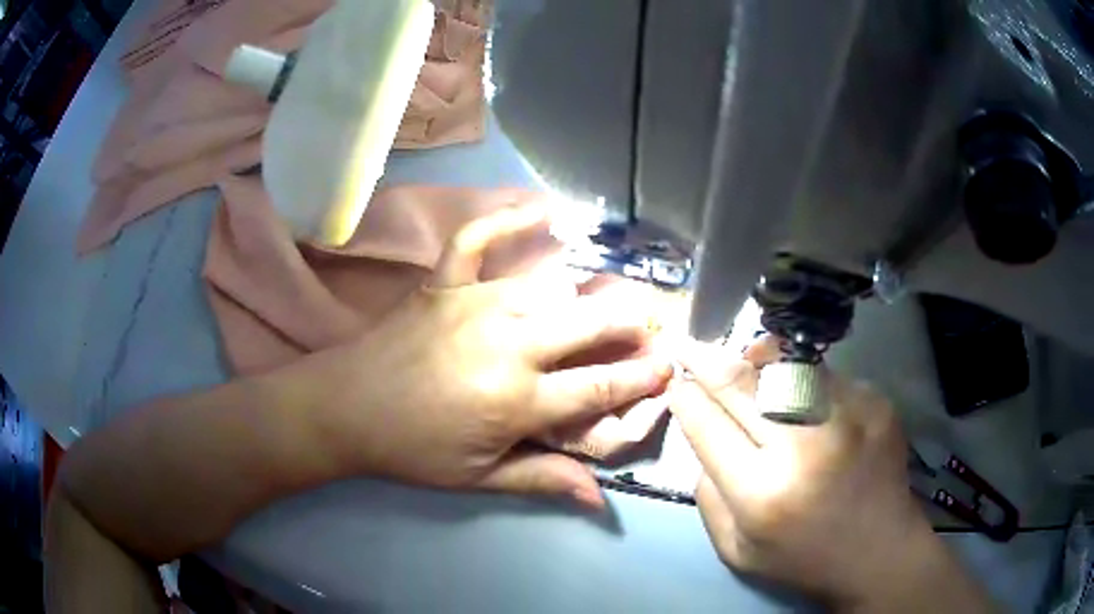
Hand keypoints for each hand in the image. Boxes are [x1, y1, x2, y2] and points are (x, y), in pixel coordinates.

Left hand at [307, 205, 672, 508]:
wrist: (345, 409)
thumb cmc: (411, 449)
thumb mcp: (477, 478)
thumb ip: (543, 479)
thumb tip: (600, 499)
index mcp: (517, 400)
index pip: (600, 386)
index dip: (641, 378)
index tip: (669, 366)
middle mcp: (508, 343)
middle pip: (590, 324)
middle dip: (630, 323)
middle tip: (649, 324)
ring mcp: (475, 303)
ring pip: (550, 285)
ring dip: (588, 290)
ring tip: (611, 294)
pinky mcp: (444, 282)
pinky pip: (479, 238)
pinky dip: (509, 217)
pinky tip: (542, 208)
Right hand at [670, 338, 935, 605]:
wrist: (880, 551)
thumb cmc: (803, 558)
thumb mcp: (736, 550)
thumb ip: (707, 495)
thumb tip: (702, 432)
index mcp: (762, 493)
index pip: (706, 424)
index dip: (684, 398)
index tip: (676, 383)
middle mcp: (805, 446)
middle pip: (740, 382)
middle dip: (704, 359)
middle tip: (686, 345)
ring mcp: (846, 415)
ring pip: (783, 364)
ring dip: (756, 361)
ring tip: (747, 361)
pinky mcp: (874, 400)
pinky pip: (823, 374)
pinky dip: (802, 378)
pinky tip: (804, 397)